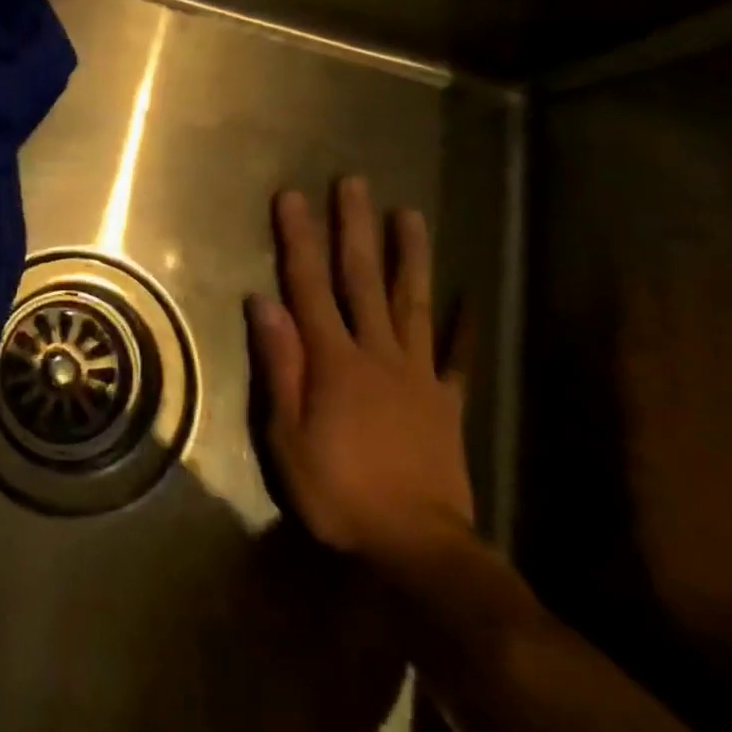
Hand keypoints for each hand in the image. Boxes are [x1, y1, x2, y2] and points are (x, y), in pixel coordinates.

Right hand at [249, 180, 473, 564]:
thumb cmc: (339, 491)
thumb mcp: (287, 435)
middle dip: (355, 227)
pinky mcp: (446, 402)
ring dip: (409, 256)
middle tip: (354, 182)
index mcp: (334, 359)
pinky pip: (457, 358)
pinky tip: (469, 299)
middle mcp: (377, 352)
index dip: (300, 237)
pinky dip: (463, 327)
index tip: (293, 195)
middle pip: (363, 279)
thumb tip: (262, 301)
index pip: (309, 284)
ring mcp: (417, 374)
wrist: (419, 548)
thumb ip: (279, 365)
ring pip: (412, 303)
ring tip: (410, 214)